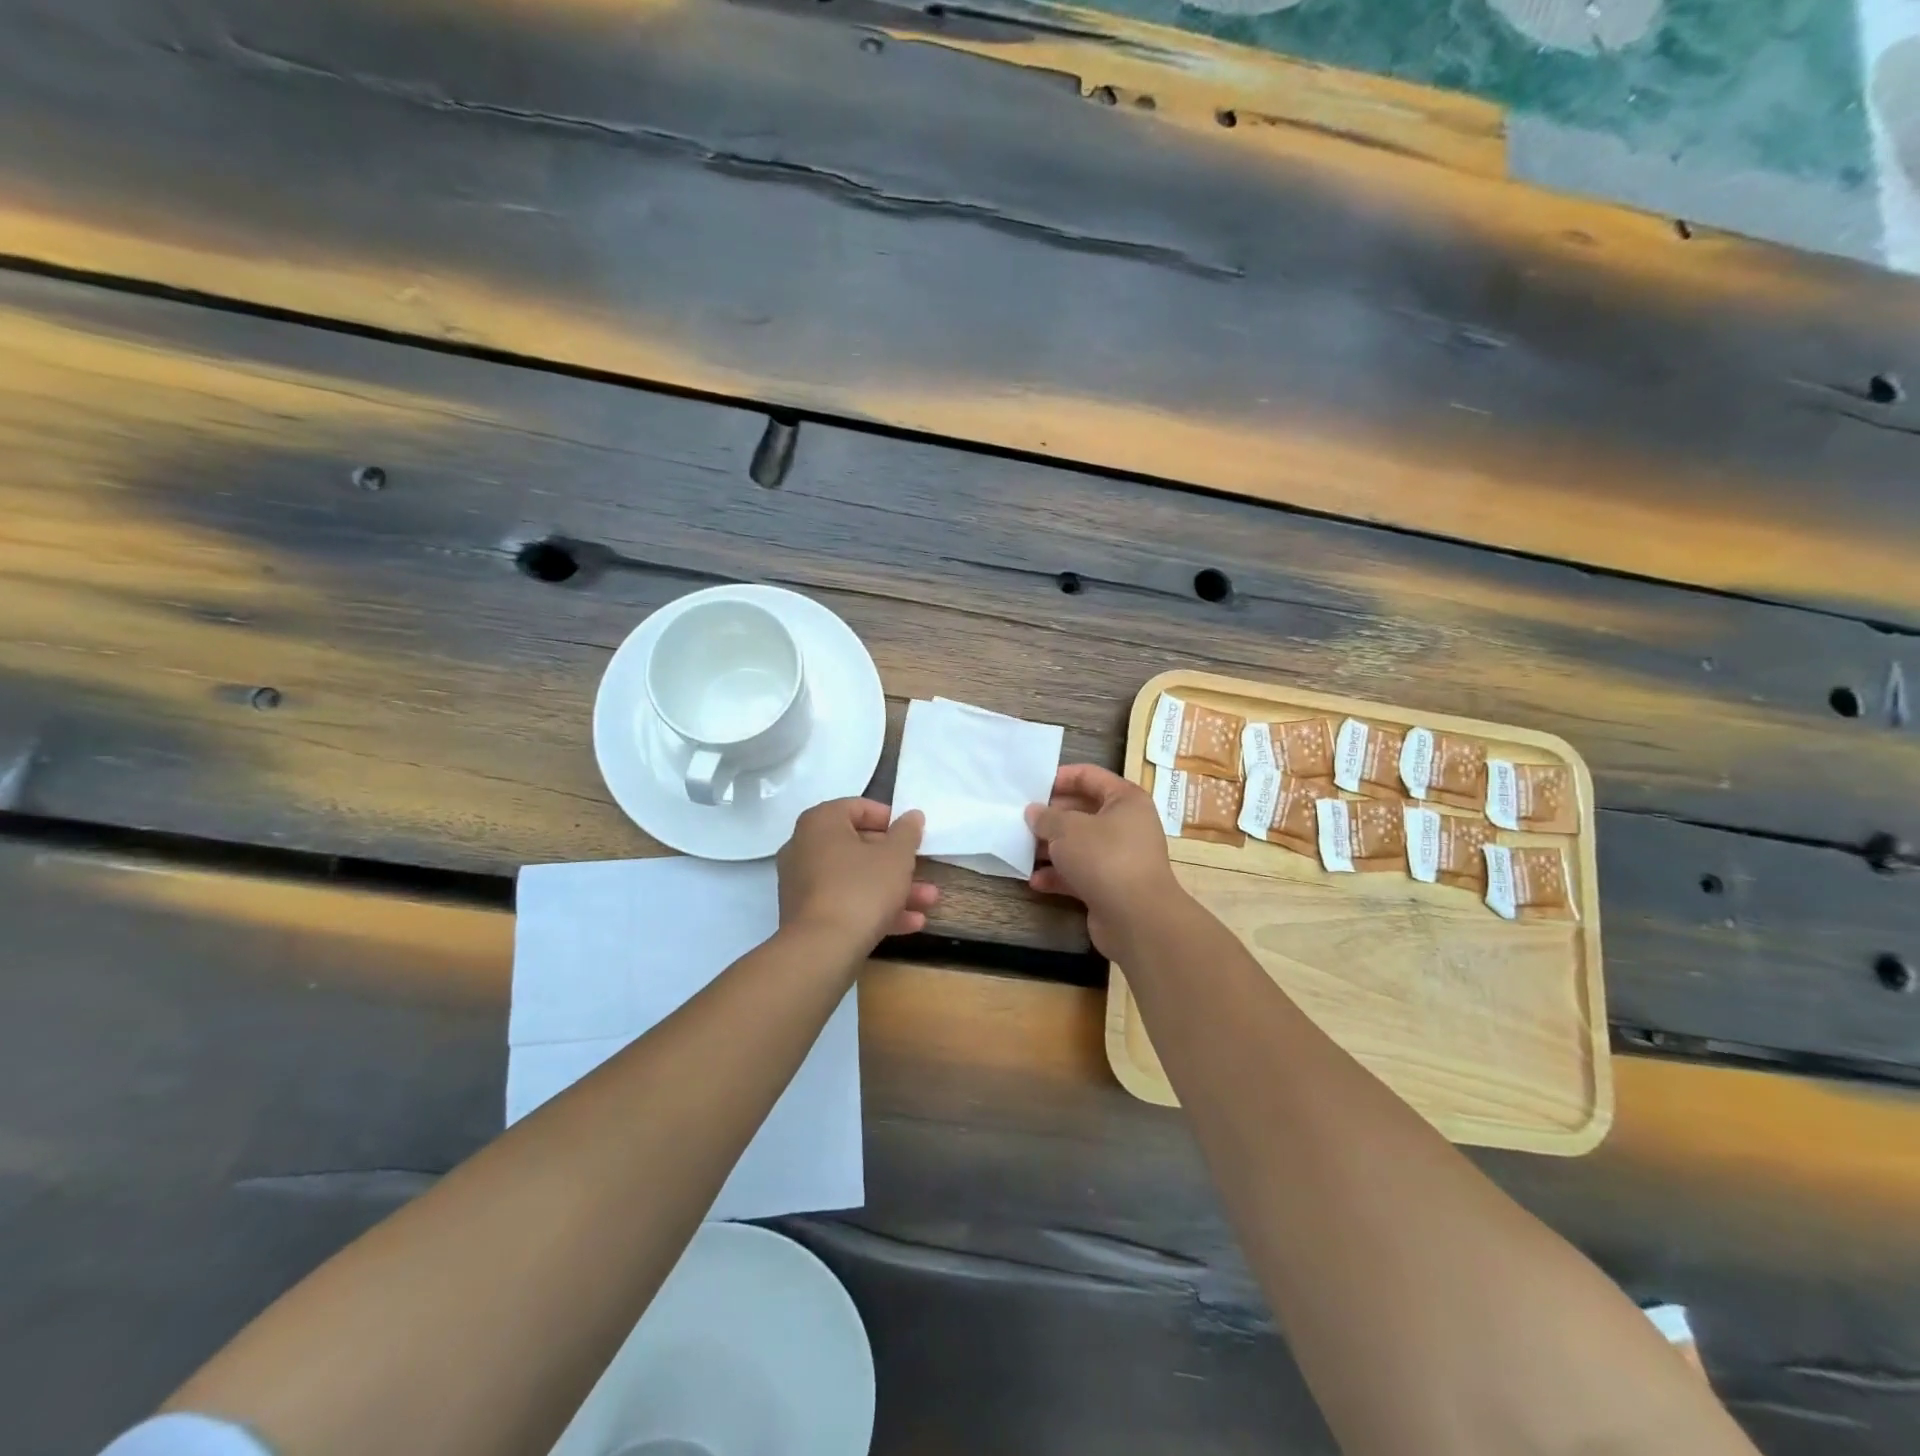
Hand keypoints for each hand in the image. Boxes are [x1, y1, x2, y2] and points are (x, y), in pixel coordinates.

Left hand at [777, 798, 938, 954]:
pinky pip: (845, 902)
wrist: (822, 949)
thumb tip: (912, 816)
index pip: (857, 807)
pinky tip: (910, 923)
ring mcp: (802, 883)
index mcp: (821, 823)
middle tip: (924, 869)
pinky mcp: (806, 915)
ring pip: (855, 878)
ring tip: (928, 901)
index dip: (889, 818)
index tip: (912, 834)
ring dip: (893, 888)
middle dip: (897, 861)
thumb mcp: (896, 857)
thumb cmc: (861, 888)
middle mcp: (805, 847)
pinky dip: (874, 908)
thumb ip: (907, 832)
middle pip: (858, 846)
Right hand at [1027, 764, 1179, 956]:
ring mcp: (1120, 858)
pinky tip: (1035, 881)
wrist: (1137, 918)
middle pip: (1083, 812)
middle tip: (1021, 819)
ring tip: (1022, 848)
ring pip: (1079, 845)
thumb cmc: (1104, 857)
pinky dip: (1059, 876)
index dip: (1061, 777)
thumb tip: (1034, 812)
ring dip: (1051, 848)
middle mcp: (1127, 825)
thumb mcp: (1067, 829)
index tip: (1032, 785)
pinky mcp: (1111, 887)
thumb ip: (1046, 817)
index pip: (1090, 776)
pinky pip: (1080, 874)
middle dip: (1051, 817)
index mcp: (1125, 800)